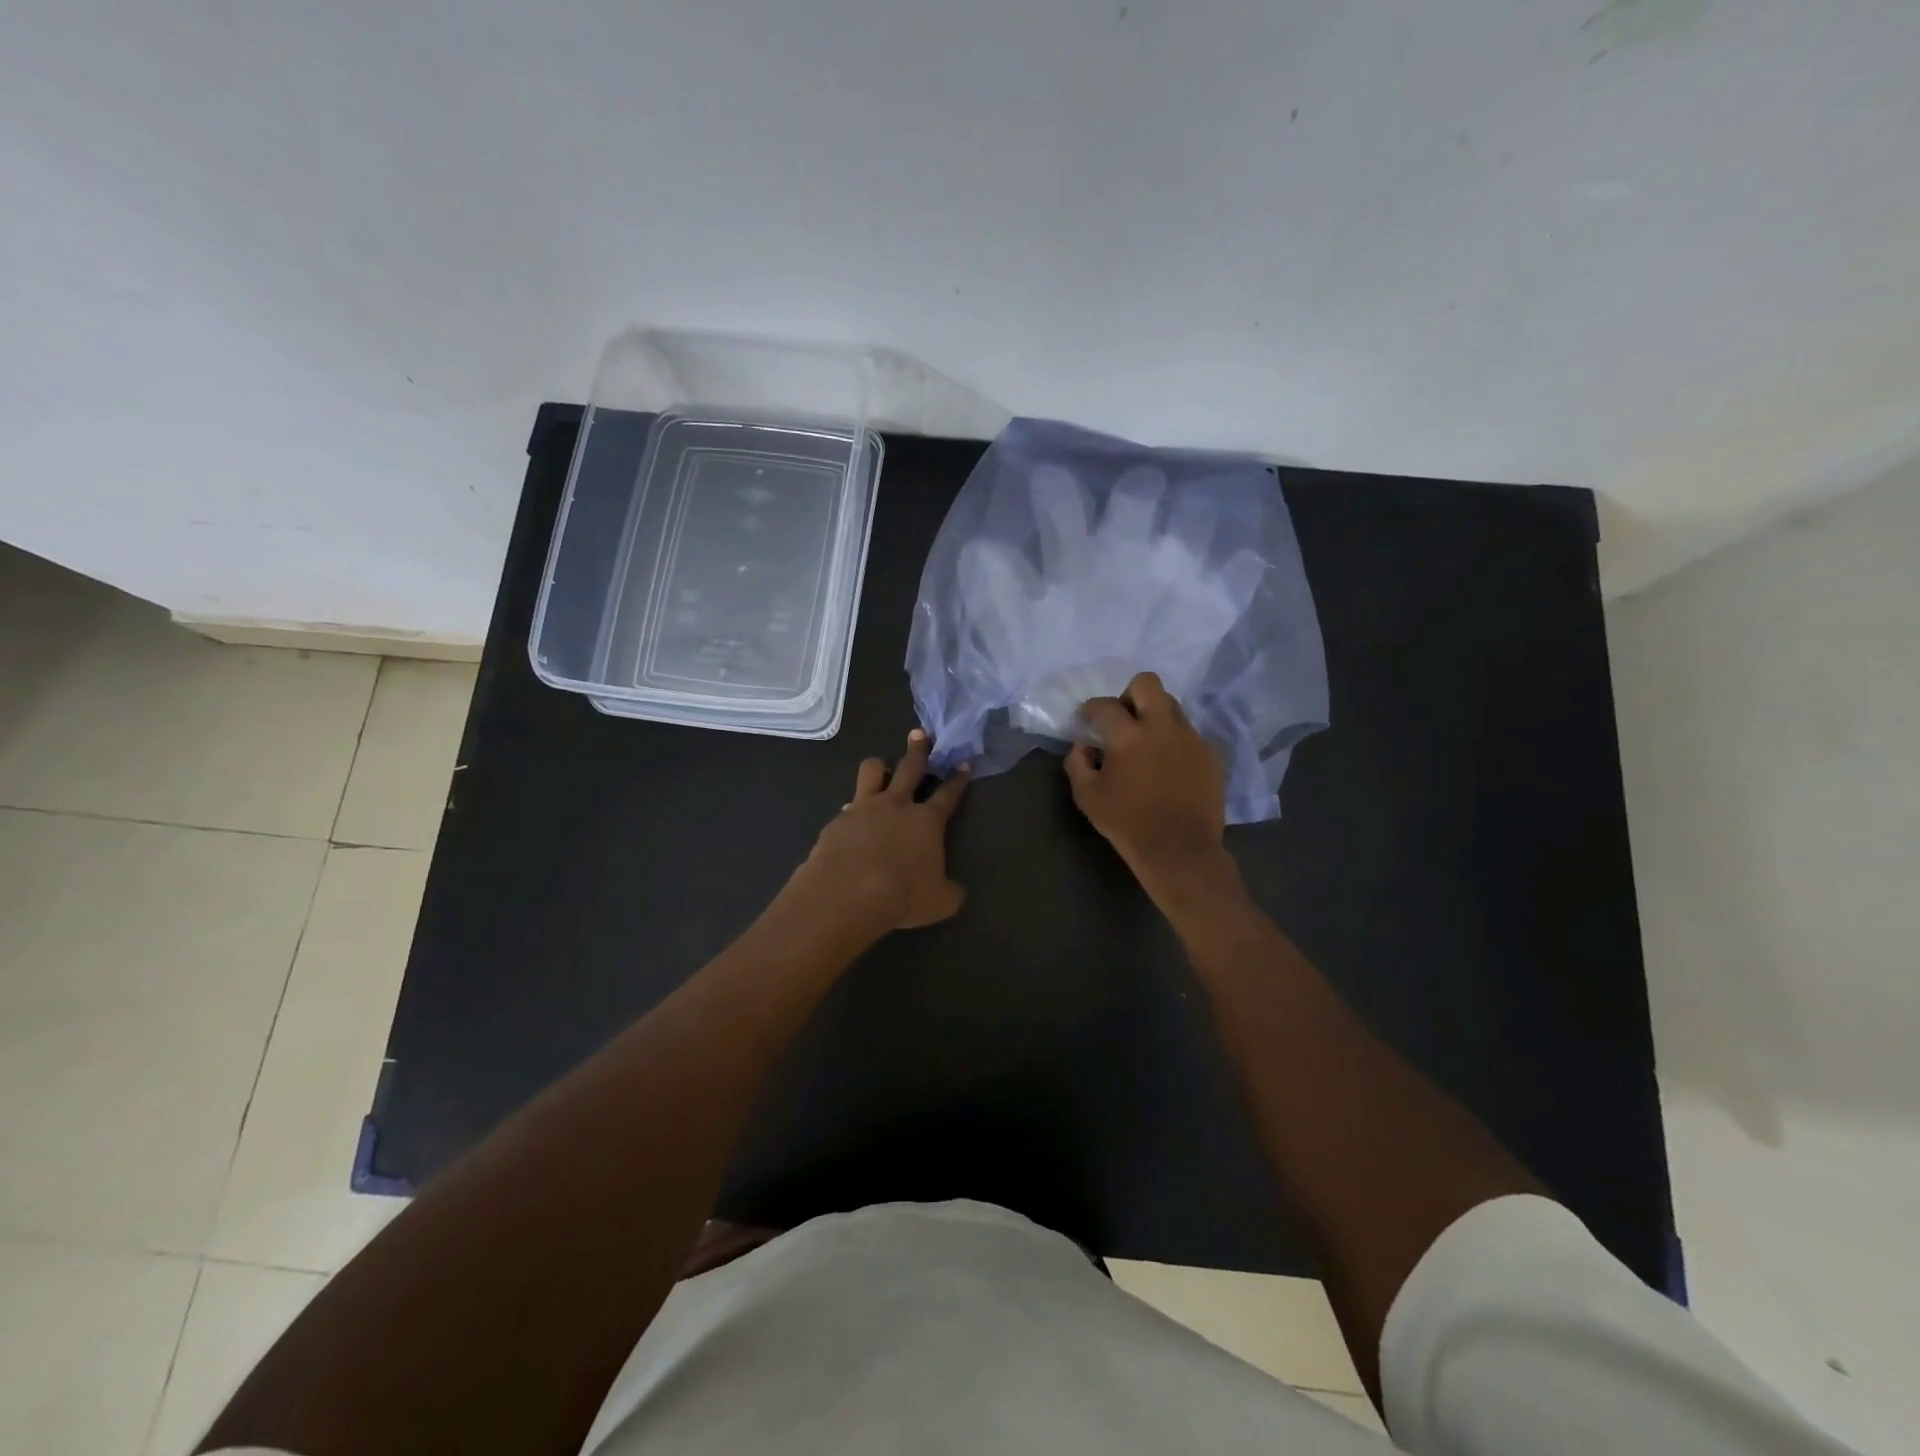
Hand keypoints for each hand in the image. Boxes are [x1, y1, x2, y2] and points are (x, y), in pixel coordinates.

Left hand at [794, 730, 969, 931]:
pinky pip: (847, 806)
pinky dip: (853, 810)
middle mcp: (897, 805)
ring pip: (872, 771)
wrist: (847, 893)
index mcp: (927, 820)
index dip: (958, 779)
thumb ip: (950, 891)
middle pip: (910, 767)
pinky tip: (851, 820)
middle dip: (918, 749)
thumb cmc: (902, 895)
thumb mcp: (940, 901)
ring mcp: (864, 808)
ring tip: (882, 768)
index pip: (948, 794)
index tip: (963, 763)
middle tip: (920, 734)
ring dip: (880, 767)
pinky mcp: (838, 820)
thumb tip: (955, 890)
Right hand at [1065, 672, 1231, 898]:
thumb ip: (1078, 762)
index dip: (1090, 709)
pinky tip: (1168, 764)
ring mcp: (1190, 737)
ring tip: (1147, 741)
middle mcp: (1162, 726)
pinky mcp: (1209, 752)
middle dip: (1129, 694)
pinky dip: (1174, 739)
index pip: (1104, 705)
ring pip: (1171, 705)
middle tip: (1123, 719)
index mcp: (1128, 736)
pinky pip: (1188, 731)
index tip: (1087, 720)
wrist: (1180, 850)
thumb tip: (1085, 745)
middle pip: (1146, 683)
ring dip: (1154, 714)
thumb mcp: (1087, 796)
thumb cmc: (1128, 824)